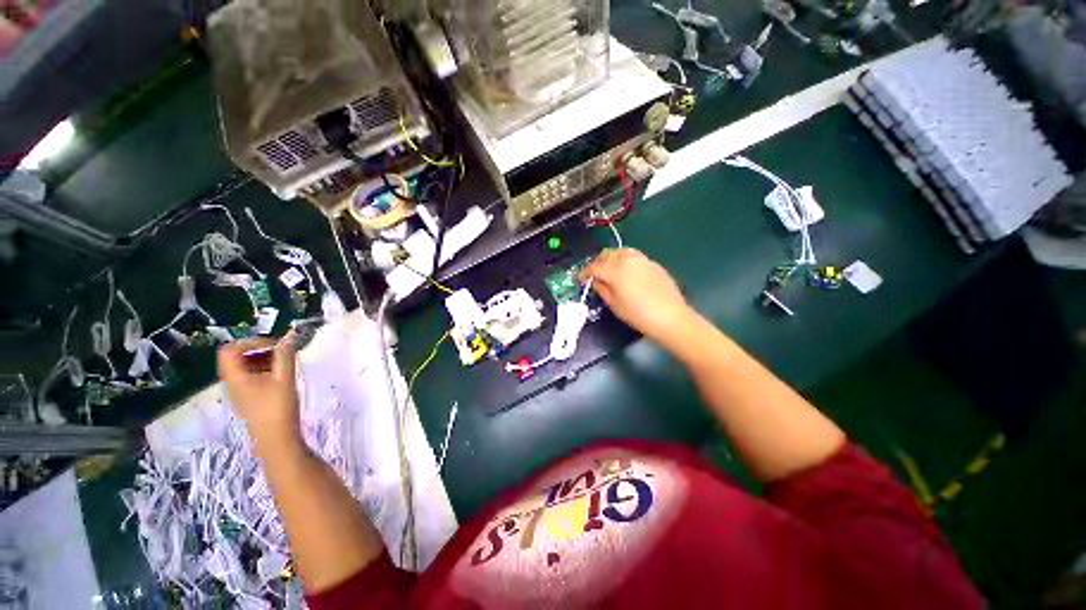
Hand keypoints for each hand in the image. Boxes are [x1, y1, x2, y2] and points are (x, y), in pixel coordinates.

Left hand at [218, 335, 302, 452]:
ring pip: (245, 368)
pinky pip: (251, 378)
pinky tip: (281, 377)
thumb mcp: (284, 378)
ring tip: (285, 364)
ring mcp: (240, 393)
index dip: (250, 342)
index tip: (273, 344)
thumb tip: (288, 337)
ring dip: (264, 361)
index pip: (230, 350)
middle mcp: (233, 383)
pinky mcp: (249, 400)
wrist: (276, 439)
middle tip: (282, 352)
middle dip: (259, 350)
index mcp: (236, 377)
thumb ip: (285, 356)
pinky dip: (265, 372)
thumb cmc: (278, 407)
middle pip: (237, 358)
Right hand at [582, 248, 695, 345]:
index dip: (585, 273)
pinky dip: (626, 262)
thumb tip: (596, 281)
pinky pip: (635, 257)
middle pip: (607, 254)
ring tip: (612, 272)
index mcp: (615, 270)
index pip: (594, 267)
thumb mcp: (615, 305)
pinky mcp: (653, 263)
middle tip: (596, 276)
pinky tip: (629, 275)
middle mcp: (628, 259)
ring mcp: (642, 259)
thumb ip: (602, 289)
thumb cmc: (638, 314)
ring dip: (612, 259)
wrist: (671, 317)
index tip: (581, 279)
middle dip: (598, 263)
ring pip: (621, 252)